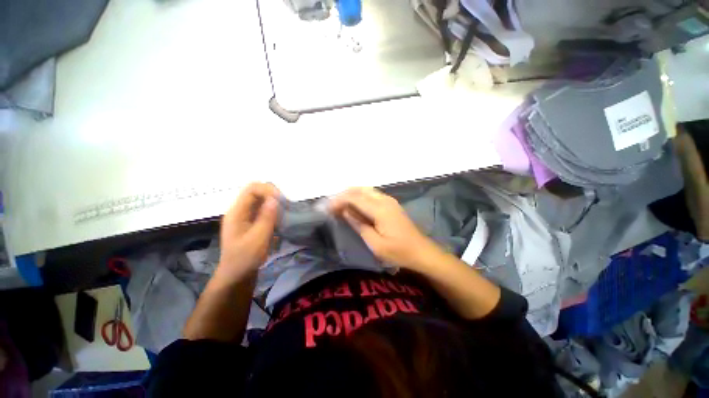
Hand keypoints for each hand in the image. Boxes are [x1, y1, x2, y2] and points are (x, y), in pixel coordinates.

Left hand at [216, 182, 279, 281]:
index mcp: (237, 212)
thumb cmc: (245, 258)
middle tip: (285, 207)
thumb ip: (266, 218)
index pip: (252, 189)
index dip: (268, 190)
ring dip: (274, 204)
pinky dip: (273, 211)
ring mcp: (246, 216)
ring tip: (284, 214)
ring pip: (262, 200)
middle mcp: (240, 210)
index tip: (282, 201)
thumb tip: (275, 199)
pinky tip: (280, 221)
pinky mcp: (252, 222)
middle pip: (257, 192)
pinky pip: (264, 209)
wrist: (237, 276)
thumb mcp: (258, 239)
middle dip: (273, 196)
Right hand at [330, 187, 444, 269]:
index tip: (328, 208)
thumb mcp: (375, 243)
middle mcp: (384, 200)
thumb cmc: (398, 251)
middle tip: (332, 205)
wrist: (421, 252)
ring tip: (340, 204)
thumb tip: (344, 211)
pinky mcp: (391, 204)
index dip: (339, 200)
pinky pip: (372, 195)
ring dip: (351, 194)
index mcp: (380, 209)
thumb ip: (359, 224)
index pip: (354, 198)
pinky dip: (360, 197)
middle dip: (344, 195)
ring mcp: (389, 200)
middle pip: (360, 190)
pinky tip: (354, 205)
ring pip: (366, 190)